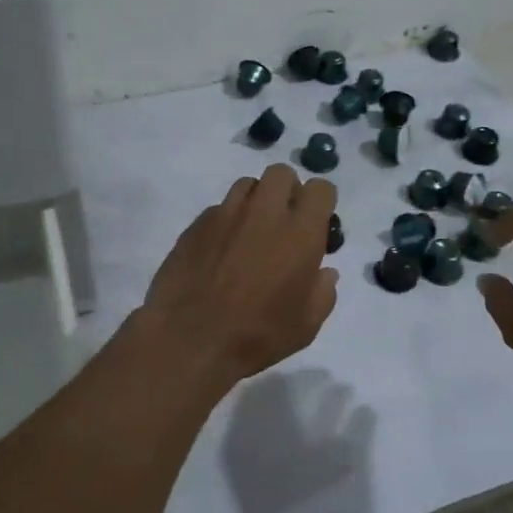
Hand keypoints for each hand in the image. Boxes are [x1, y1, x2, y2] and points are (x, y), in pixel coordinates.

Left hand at [137, 164, 339, 385]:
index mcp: (299, 233)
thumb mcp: (305, 325)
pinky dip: (226, 221)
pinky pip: (219, 208)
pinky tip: (221, 250)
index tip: (317, 222)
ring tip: (251, 231)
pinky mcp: (196, 224)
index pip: (320, 189)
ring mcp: (226, 214)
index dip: (322, 201)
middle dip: (287, 190)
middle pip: (281, 173)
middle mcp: (264, 212)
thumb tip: (324, 272)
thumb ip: (322, 292)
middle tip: (284, 221)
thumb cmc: (256, 335)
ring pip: (247, 184)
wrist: (187, 339)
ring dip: (256, 200)